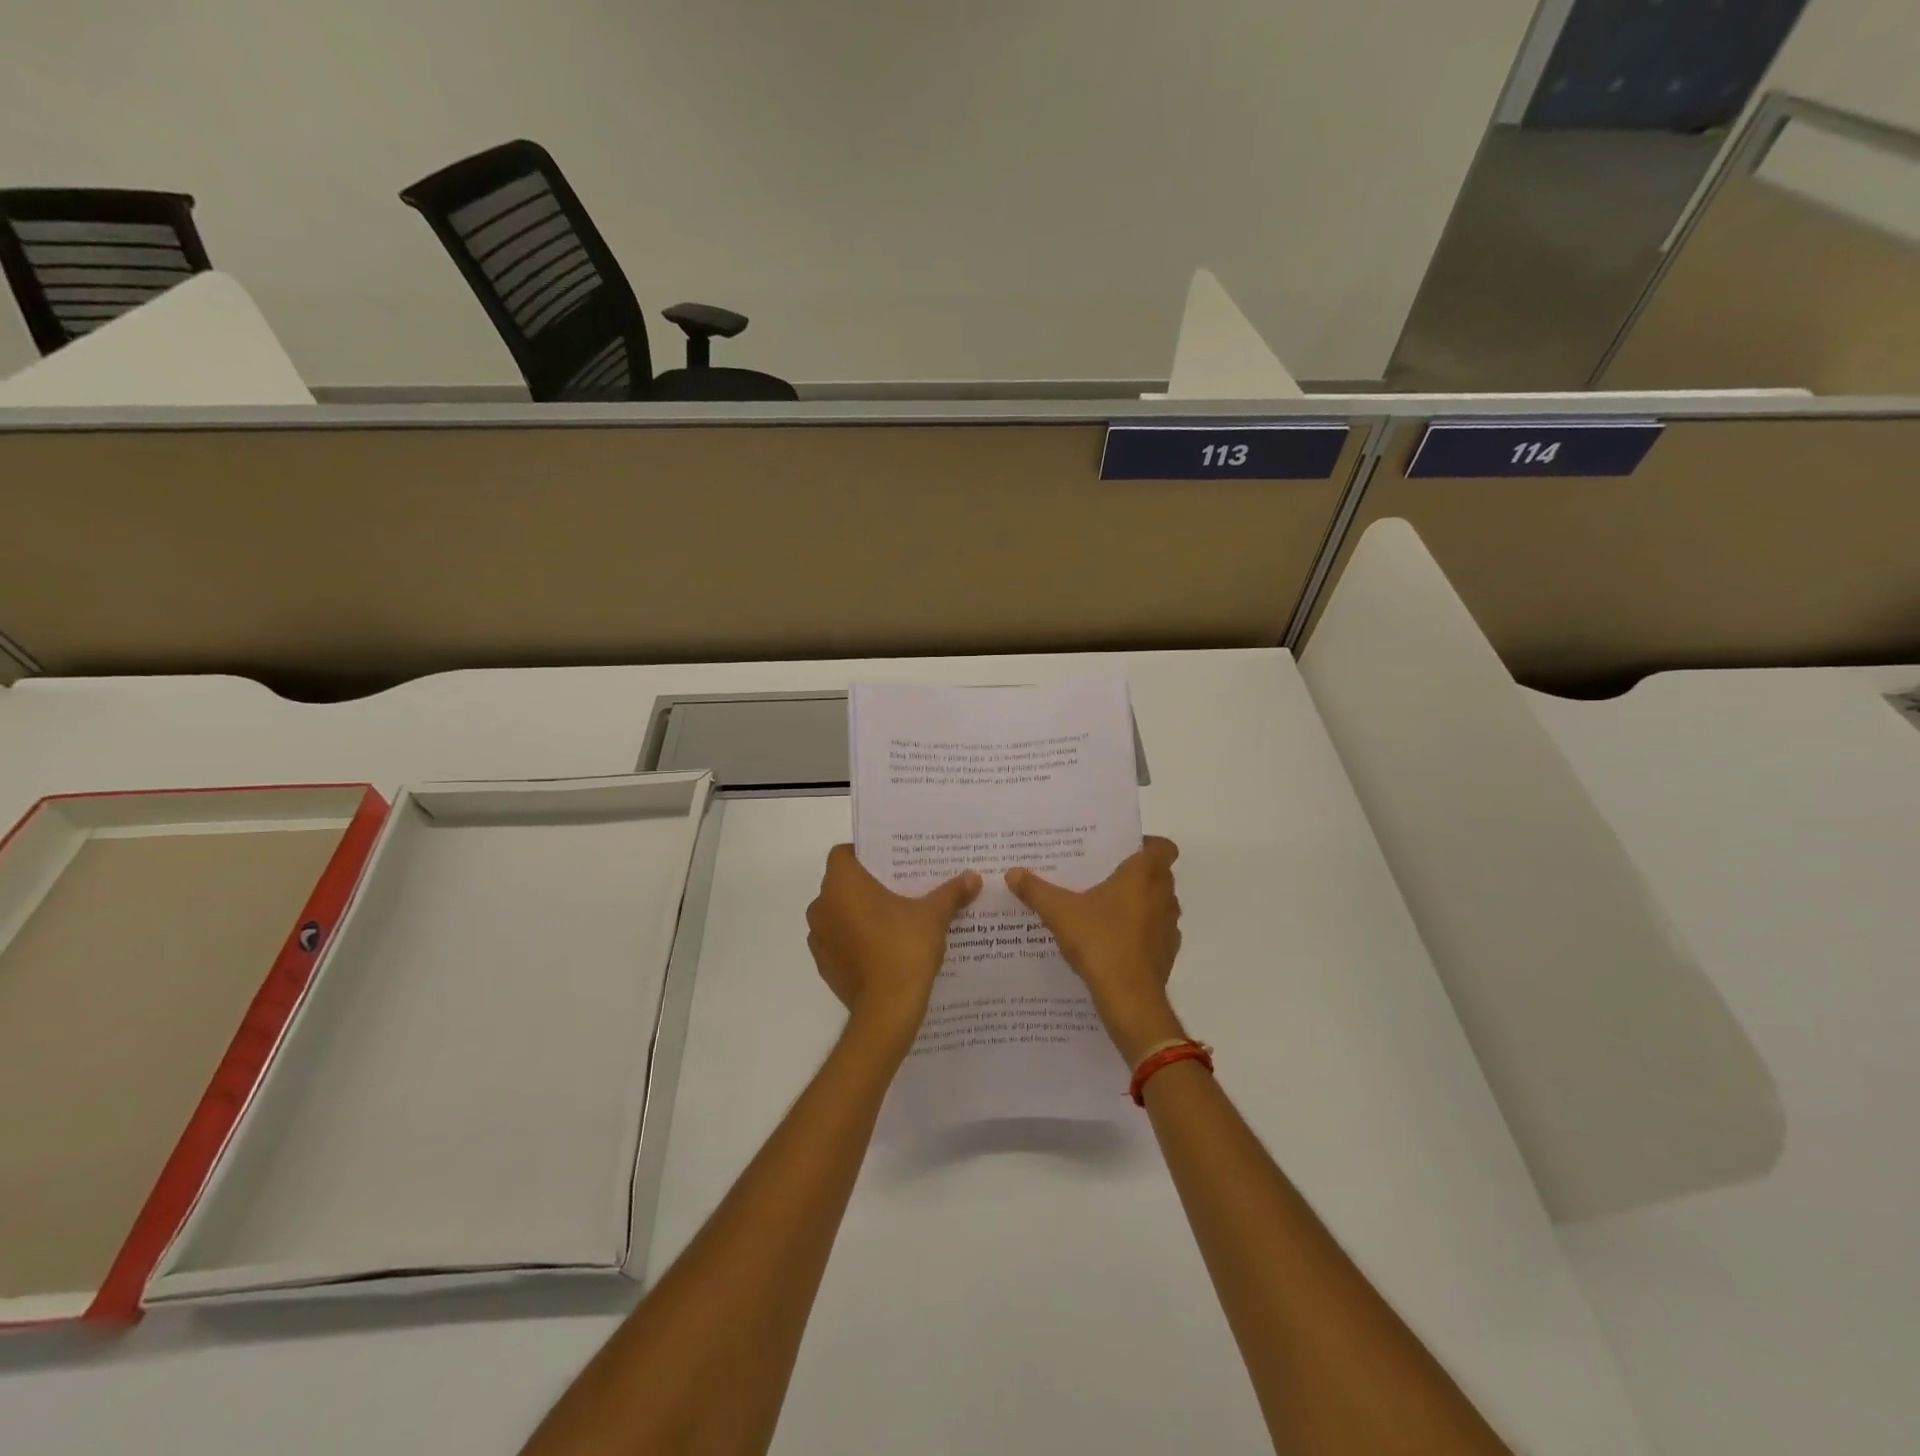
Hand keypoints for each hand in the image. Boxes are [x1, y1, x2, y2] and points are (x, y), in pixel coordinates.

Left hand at [806, 845, 981, 1053]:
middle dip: (865, 885)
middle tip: (898, 888)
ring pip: (838, 914)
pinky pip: (839, 942)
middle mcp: (822, 906)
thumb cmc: (905, 948)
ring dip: (857, 914)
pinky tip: (882, 949)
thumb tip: (973, 877)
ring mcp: (819, 938)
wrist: (887, 1009)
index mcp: (842, 884)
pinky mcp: (824, 966)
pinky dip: (854, 941)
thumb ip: (951, 893)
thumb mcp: (933, 916)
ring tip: (893, 920)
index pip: (843, 854)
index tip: (889, 863)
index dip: (863, 854)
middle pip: (841, 884)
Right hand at [1006, 837, 1183, 1063]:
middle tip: (1105, 875)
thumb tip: (1012, 872)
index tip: (1123, 850)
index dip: (1148, 844)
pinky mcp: (1166, 955)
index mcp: (1143, 876)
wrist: (1129, 999)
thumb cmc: (1100, 942)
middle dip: (1138, 874)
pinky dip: (1141, 932)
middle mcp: (1163, 896)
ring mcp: (1168, 927)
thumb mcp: (1059, 912)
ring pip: (1159, 904)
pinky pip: (1155, 933)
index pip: (1163, 847)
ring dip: (1141, 903)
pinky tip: (1113, 940)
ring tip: (1106, 907)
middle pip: (1160, 875)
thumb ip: (1036, 890)